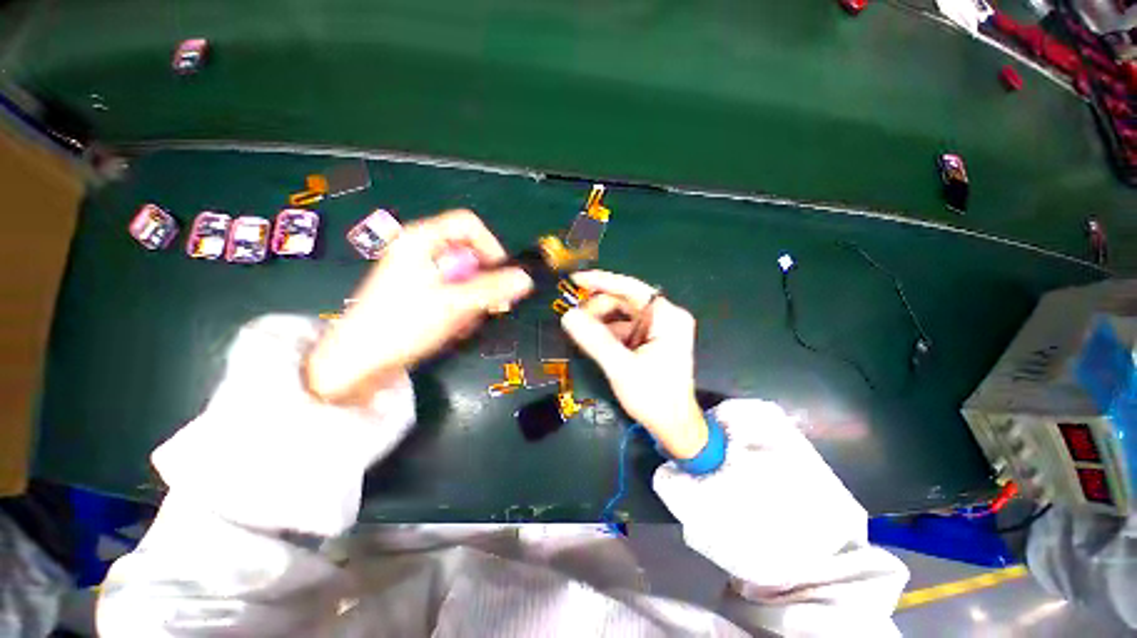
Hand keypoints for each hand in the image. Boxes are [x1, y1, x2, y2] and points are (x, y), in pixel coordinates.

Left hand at [306, 210, 532, 402]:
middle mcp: (420, 249)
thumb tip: (527, 279)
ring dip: (472, 300)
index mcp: (422, 239)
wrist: (358, 362)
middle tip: (489, 308)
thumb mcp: (454, 304)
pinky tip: (452, 326)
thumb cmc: (403, 325)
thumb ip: (493, 289)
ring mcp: (418, 271)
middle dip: (483, 282)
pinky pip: (453, 291)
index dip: (491, 247)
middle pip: (469, 253)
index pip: (469, 225)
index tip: (502, 277)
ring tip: (462, 322)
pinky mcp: (419, 291)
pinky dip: (460, 307)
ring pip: (464, 276)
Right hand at [561, 271, 707, 458]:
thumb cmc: (653, 397)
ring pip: (622, 316)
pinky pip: (624, 329)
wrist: (674, 428)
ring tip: (579, 333)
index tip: (575, 280)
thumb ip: (594, 340)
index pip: (631, 288)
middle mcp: (665, 317)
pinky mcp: (651, 341)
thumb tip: (567, 315)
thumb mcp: (621, 367)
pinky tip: (592, 341)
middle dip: (598, 308)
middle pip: (625, 302)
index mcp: (667, 317)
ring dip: (599, 322)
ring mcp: (658, 330)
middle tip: (572, 319)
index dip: (602, 281)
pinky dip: (607, 333)